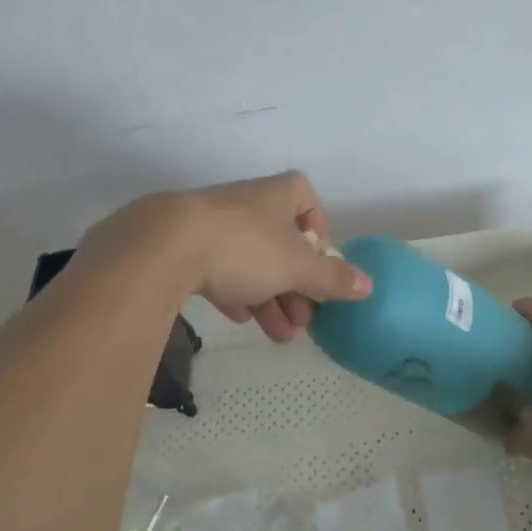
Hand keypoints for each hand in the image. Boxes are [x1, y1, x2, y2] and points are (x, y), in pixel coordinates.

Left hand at [84, 171, 371, 341]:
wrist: (163, 245)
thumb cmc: (244, 247)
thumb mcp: (297, 267)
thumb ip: (332, 277)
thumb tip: (368, 285)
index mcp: (277, 194)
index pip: (306, 201)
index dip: (318, 234)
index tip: (321, 269)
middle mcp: (246, 202)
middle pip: (280, 241)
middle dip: (295, 283)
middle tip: (303, 320)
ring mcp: (211, 221)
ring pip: (249, 259)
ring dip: (268, 296)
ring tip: (278, 335)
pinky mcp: (182, 244)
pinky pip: (216, 267)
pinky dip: (233, 291)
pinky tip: (239, 318)